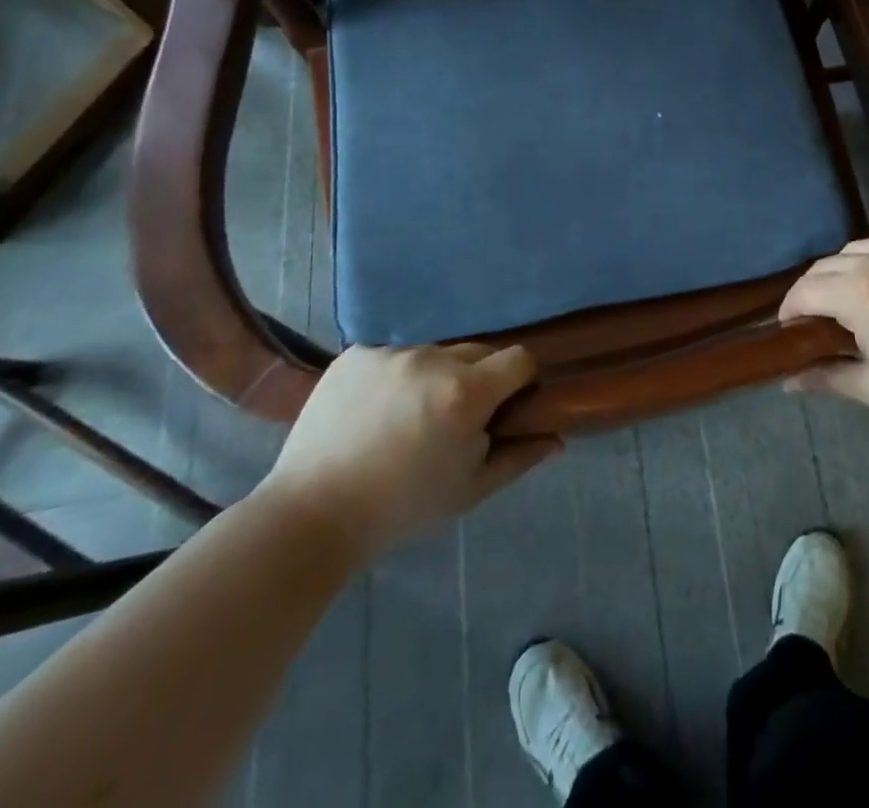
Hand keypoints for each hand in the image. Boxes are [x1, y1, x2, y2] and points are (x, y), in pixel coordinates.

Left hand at [257, 343, 559, 563]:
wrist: (310, 516)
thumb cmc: (401, 509)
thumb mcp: (470, 491)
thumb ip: (519, 458)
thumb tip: (557, 438)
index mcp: (466, 392)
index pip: (519, 359)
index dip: (522, 380)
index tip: (509, 406)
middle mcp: (433, 359)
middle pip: (478, 352)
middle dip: (478, 379)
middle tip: (456, 419)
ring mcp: (391, 352)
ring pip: (434, 354)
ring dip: (435, 376)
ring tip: (409, 417)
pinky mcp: (356, 353)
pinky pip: (393, 355)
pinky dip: (395, 377)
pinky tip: (375, 411)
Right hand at [779, 233, 868, 422]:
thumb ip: (826, 379)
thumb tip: (787, 382)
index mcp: (857, 293)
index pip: (804, 291)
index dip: (788, 310)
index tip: (788, 330)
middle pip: (823, 267)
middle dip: (809, 291)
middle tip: (813, 321)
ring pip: (852, 250)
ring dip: (838, 271)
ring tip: (846, 300)